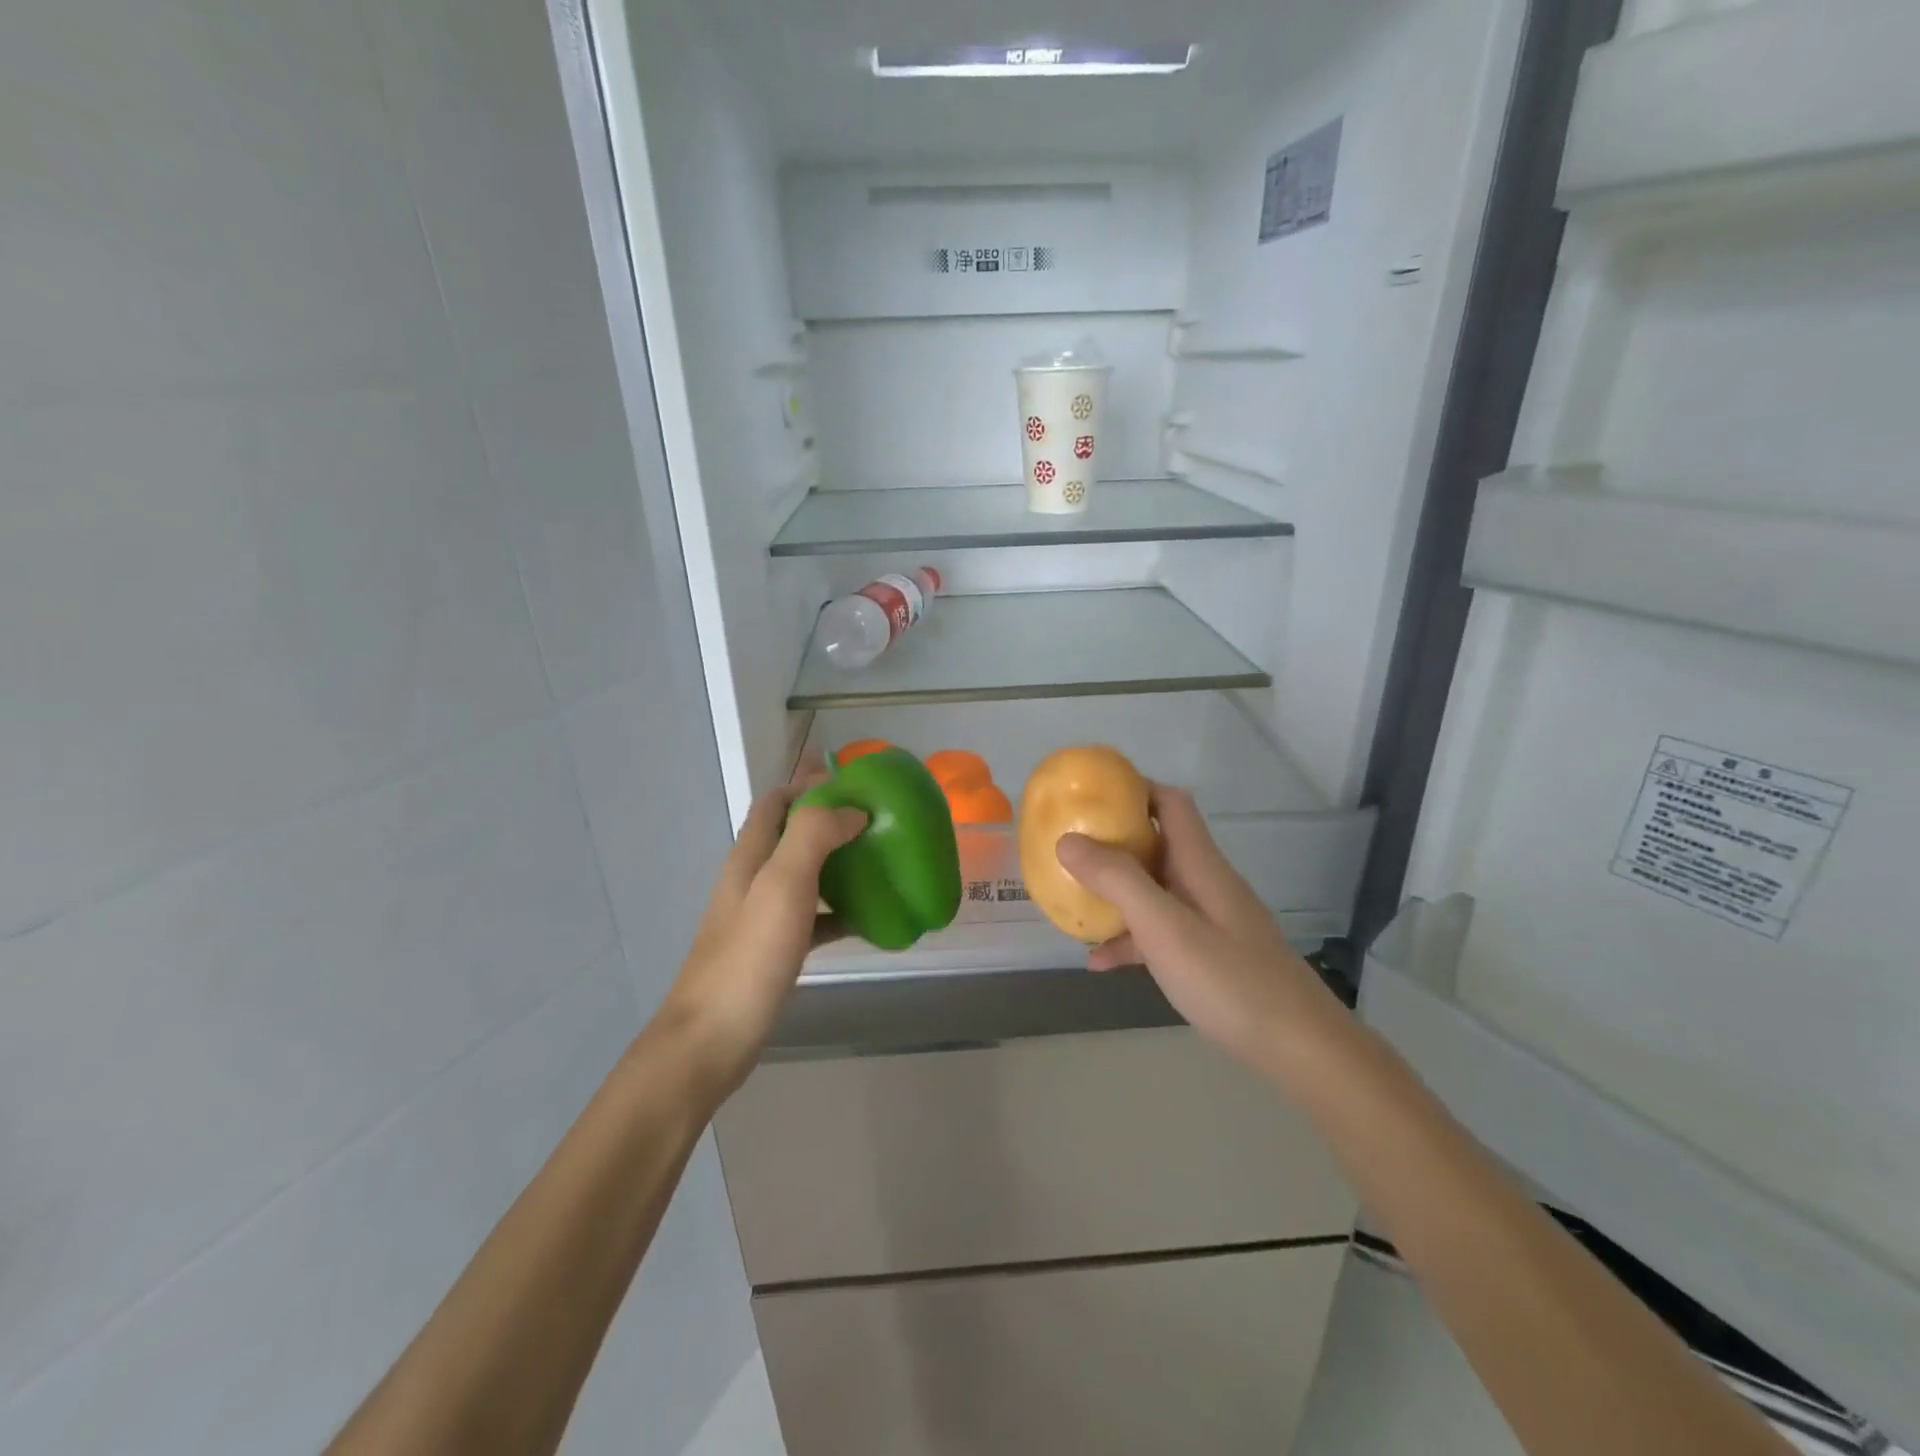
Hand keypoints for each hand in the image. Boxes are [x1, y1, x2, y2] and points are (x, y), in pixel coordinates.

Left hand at [658, 772, 866, 1096]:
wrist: (712, 1040)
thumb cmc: (749, 957)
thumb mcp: (782, 885)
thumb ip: (813, 836)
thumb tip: (851, 810)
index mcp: (749, 856)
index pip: (775, 802)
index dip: (808, 785)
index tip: (854, 784)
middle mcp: (752, 879)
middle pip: (791, 835)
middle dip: (830, 821)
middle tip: (877, 823)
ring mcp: (761, 917)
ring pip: (805, 875)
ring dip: (838, 863)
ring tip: (880, 862)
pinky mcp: (773, 950)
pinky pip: (813, 917)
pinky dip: (839, 910)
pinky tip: (868, 919)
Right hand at [1055, 786, 1333, 1068]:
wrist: (1301, 1050)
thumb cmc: (1230, 980)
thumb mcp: (1165, 928)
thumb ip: (1118, 881)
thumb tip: (1068, 839)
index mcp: (1200, 864)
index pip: (1170, 803)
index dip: (1133, 788)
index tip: (1089, 794)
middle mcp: (1205, 883)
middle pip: (1156, 844)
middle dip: (1111, 841)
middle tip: (1067, 848)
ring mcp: (1209, 920)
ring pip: (1153, 890)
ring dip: (1115, 892)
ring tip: (1071, 902)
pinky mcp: (1209, 954)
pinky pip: (1160, 932)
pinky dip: (1130, 938)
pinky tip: (1100, 962)